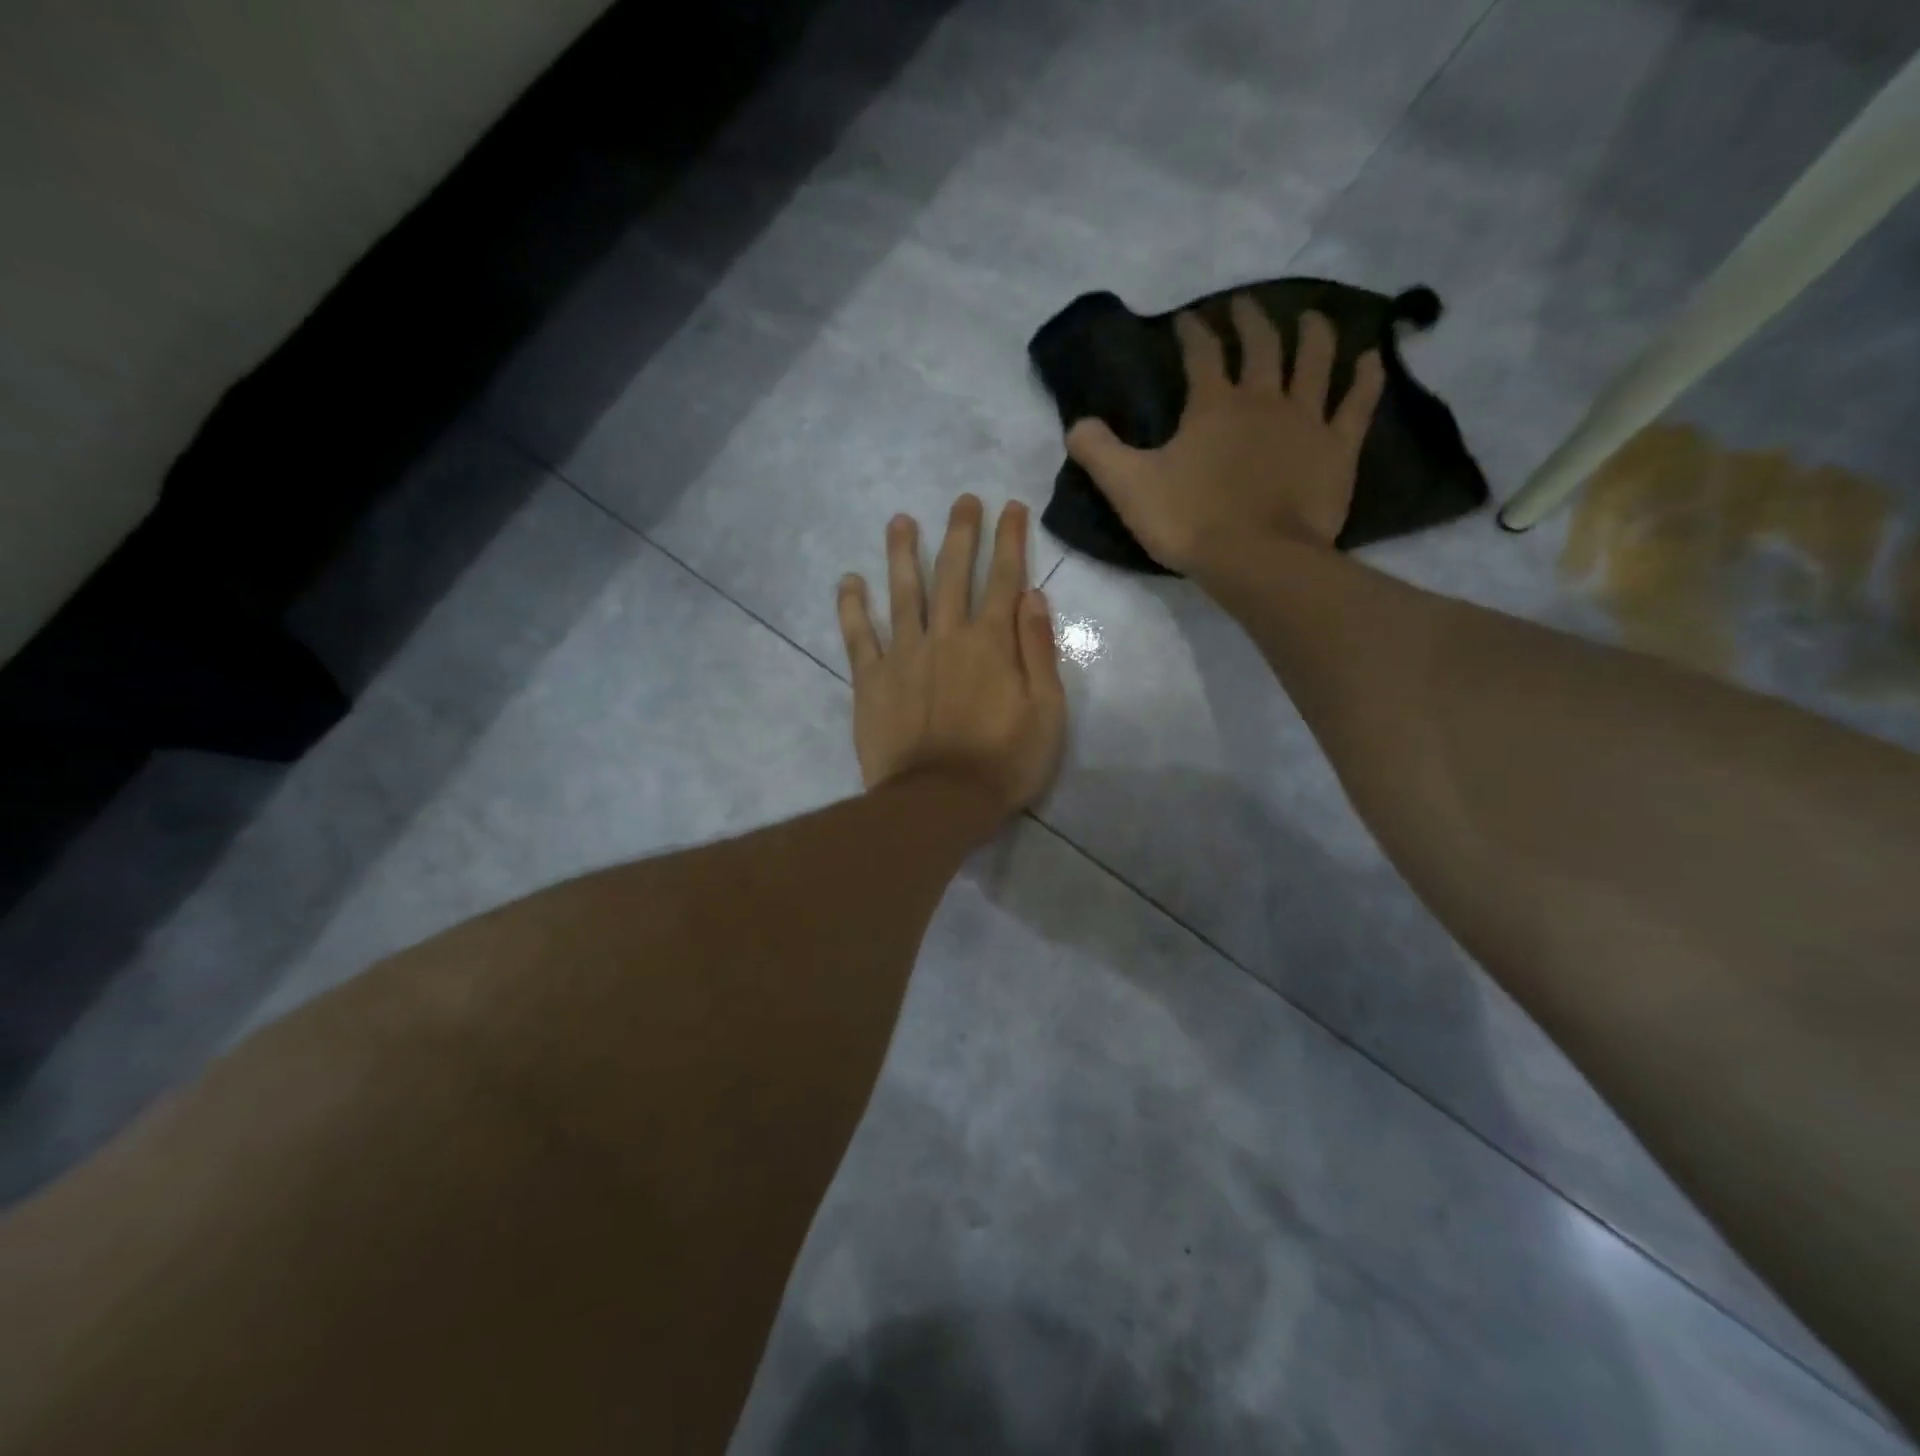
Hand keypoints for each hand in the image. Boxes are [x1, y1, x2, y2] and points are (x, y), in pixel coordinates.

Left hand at [837, 495, 1066, 817]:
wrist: (939, 802)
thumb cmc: (1003, 763)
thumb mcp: (1046, 712)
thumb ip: (1038, 651)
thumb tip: (1033, 596)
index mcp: (991, 642)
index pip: (1003, 578)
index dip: (1009, 540)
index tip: (1010, 507)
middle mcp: (946, 636)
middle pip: (953, 573)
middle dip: (961, 532)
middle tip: (963, 500)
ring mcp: (904, 655)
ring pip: (903, 592)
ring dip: (902, 553)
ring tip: (900, 520)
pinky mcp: (871, 680)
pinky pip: (858, 636)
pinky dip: (852, 607)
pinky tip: (848, 581)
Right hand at [1064, 297, 1385, 578]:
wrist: (1256, 559)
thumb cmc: (1190, 521)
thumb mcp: (1129, 488)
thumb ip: (1099, 453)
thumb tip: (1077, 424)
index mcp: (1213, 406)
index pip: (1201, 354)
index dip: (1192, 333)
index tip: (1185, 321)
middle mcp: (1263, 399)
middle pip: (1261, 345)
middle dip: (1250, 320)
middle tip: (1243, 305)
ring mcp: (1306, 420)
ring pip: (1315, 362)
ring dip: (1312, 333)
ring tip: (1310, 316)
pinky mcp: (1337, 448)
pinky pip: (1357, 403)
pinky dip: (1365, 377)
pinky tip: (1372, 357)